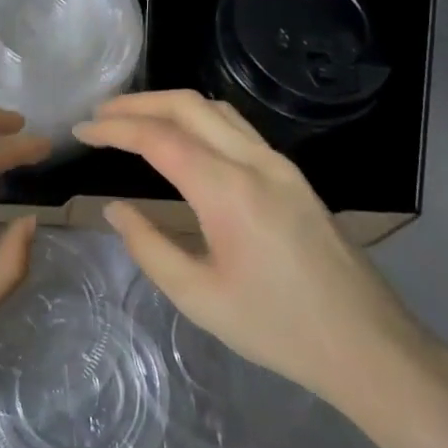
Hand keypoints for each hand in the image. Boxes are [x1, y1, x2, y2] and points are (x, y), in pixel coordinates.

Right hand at [74, 91, 431, 424]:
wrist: (366, 344)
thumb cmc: (277, 328)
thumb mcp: (197, 297)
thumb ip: (148, 247)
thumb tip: (115, 209)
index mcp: (229, 191)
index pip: (159, 138)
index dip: (114, 128)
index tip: (81, 130)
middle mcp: (256, 163)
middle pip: (189, 106)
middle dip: (138, 102)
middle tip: (99, 114)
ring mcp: (281, 165)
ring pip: (217, 110)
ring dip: (170, 105)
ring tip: (133, 119)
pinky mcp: (294, 177)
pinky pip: (238, 128)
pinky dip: (199, 119)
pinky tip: (183, 139)